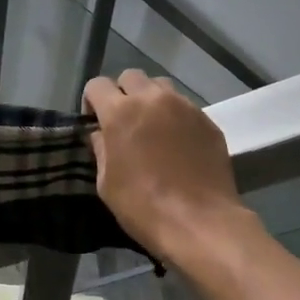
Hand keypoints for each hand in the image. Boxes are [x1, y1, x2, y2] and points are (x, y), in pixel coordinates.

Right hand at [83, 69, 249, 263]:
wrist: (199, 222)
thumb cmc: (143, 206)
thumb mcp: (106, 183)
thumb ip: (101, 149)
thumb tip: (101, 134)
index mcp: (121, 112)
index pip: (97, 84)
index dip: (91, 101)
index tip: (95, 123)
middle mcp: (153, 99)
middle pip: (131, 76)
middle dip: (122, 94)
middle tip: (124, 122)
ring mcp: (185, 107)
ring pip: (161, 87)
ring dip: (151, 100)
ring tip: (152, 129)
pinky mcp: (208, 121)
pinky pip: (185, 107)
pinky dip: (175, 117)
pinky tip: (177, 145)